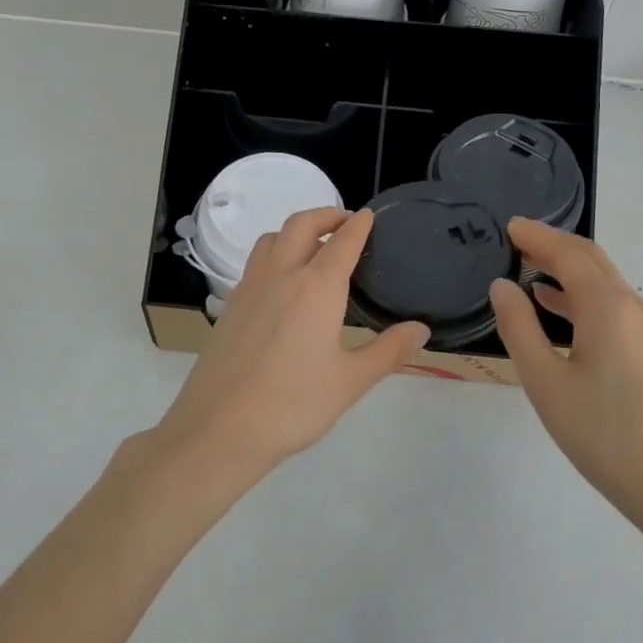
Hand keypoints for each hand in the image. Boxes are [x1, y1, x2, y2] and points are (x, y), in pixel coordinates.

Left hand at [150, 208, 428, 483]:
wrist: (220, 428)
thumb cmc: (293, 404)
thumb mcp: (351, 381)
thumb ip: (389, 351)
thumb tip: (421, 329)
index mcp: (317, 287)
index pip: (343, 241)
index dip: (359, 225)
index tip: (369, 216)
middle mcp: (281, 275)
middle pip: (301, 225)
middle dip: (326, 215)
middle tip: (345, 222)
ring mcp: (249, 288)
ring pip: (271, 239)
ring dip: (295, 231)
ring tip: (313, 246)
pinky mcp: (229, 306)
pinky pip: (255, 264)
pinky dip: (274, 255)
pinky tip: (282, 285)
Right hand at [489, 218, 642, 526]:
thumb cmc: (602, 435)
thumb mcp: (546, 383)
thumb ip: (519, 328)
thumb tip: (503, 286)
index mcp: (609, 309)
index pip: (571, 255)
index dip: (539, 237)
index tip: (509, 226)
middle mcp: (634, 308)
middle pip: (592, 261)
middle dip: (554, 245)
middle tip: (516, 240)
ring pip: (604, 283)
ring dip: (568, 269)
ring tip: (528, 268)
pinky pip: (613, 306)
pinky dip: (581, 295)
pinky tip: (557, 307)